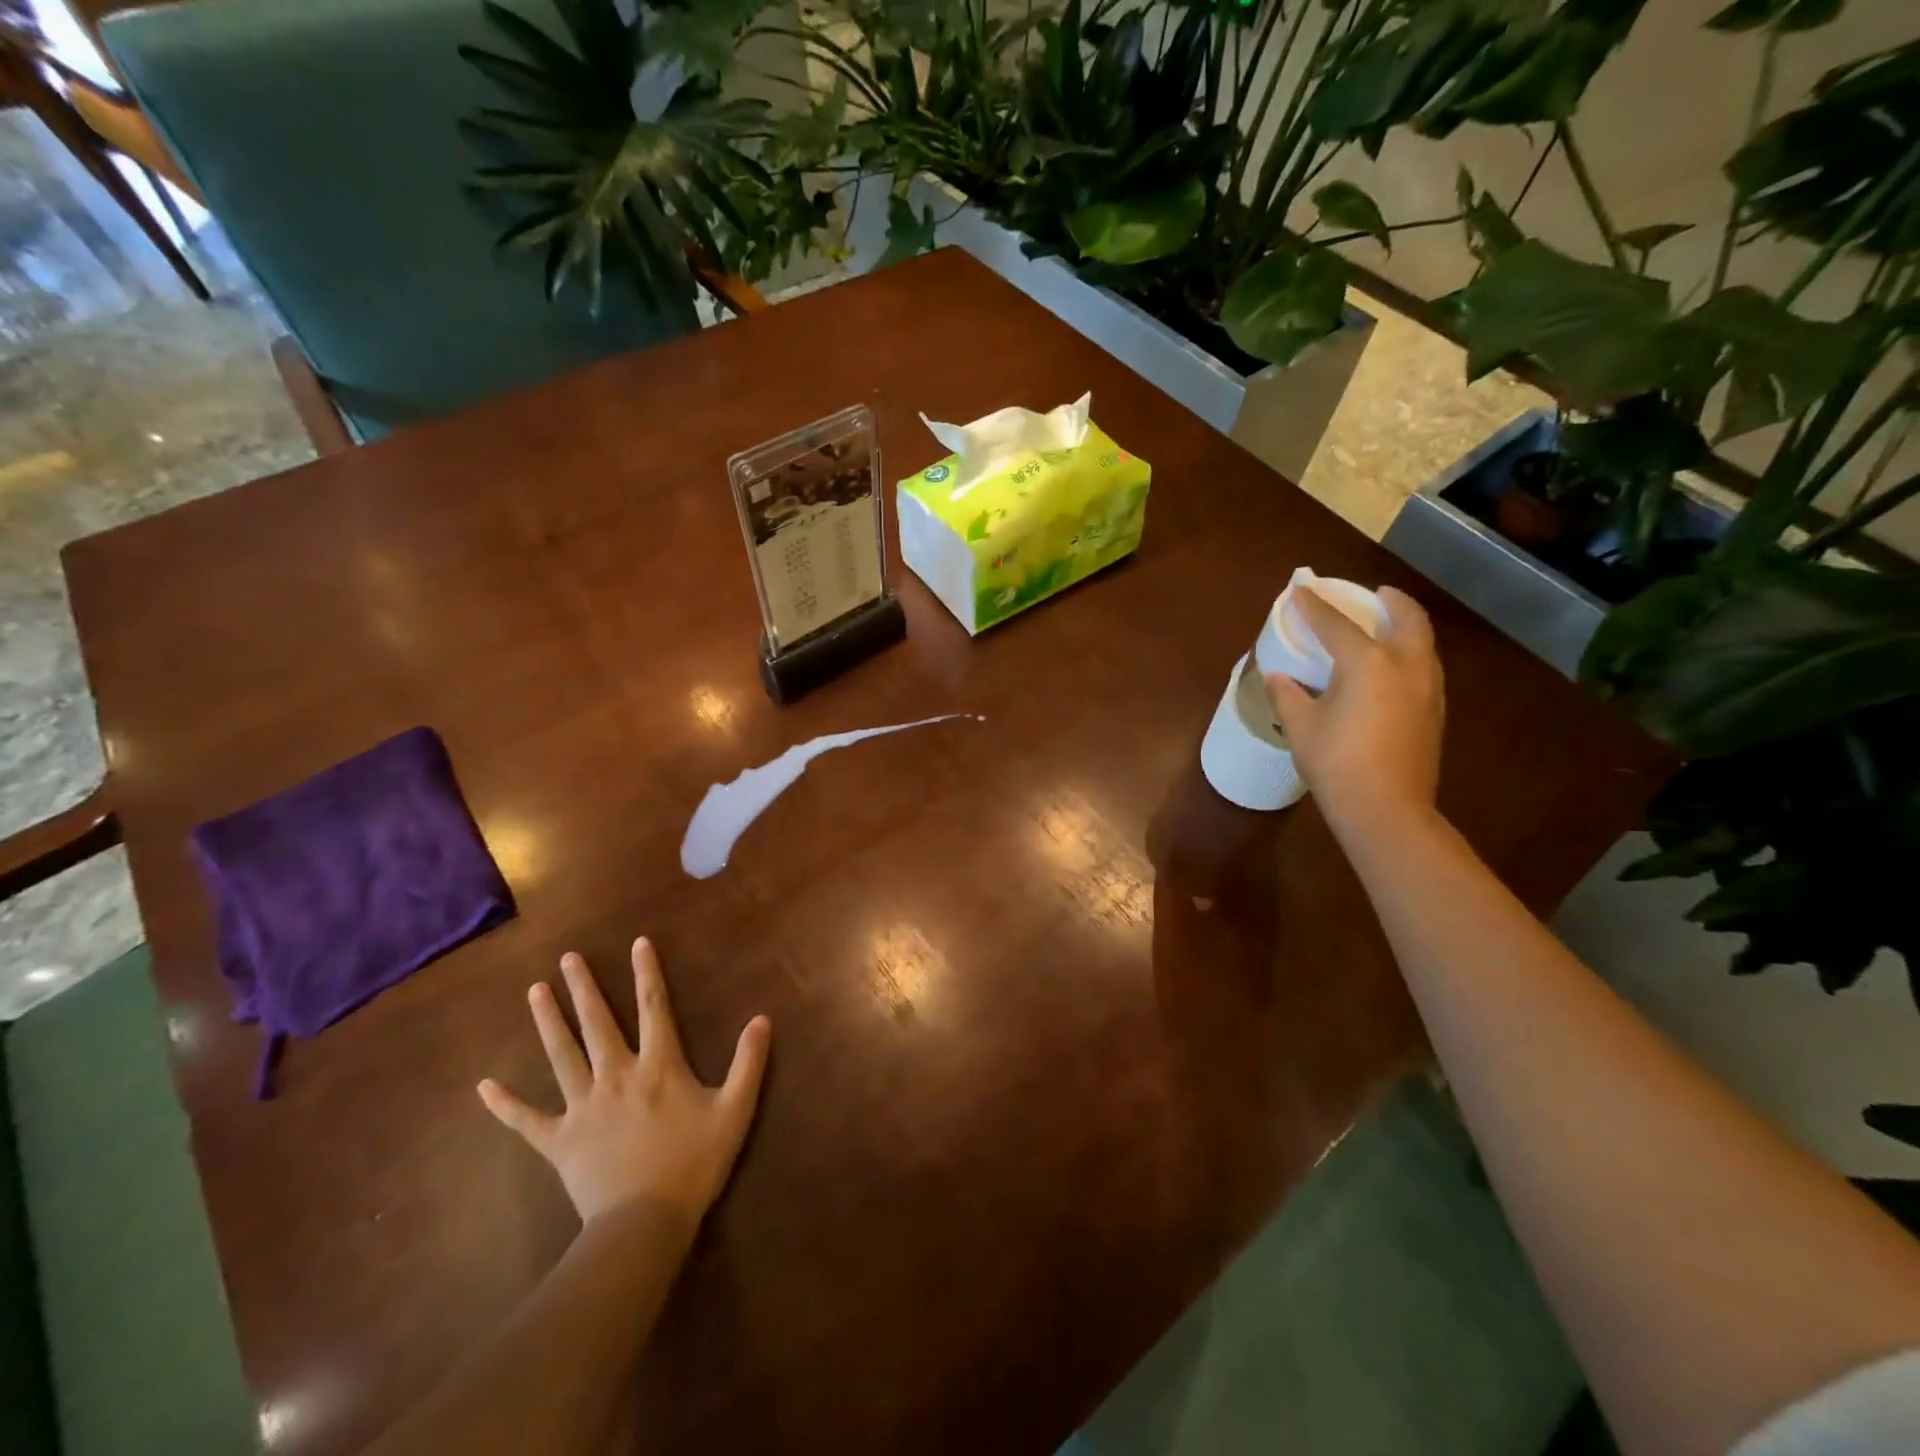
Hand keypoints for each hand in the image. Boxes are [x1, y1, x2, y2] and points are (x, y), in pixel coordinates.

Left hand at [478, 938, 771, 1229]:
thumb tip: (762, 1018)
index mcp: (658, 1065)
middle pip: (597, 1023)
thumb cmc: (694, 1163)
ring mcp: (582, 1106)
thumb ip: (749, 1062)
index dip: (646, 972)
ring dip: (548, 1021)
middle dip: (583, 988)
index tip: (637, 943)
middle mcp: (616, 1075)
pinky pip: (526, 1119)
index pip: (653, 1006)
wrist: (644, 1223)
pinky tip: (483, 1086)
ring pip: (561, 1055)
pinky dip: (504, 1103)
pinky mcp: (558, 1140)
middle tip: (567, 958)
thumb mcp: (735, 1110)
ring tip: (535, 991)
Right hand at [1264, 584, 1445, 836]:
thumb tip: (1277, 676)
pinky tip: (1394, 667)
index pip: (1337, 625)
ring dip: (1406, 625)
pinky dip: (1411, 651)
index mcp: (1368, 663)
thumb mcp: (1300, 727)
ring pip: (1424, 642)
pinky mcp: (1435, 711)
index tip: (1300, 590)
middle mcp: (1406, 666)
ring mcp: (1427, 688)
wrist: (1386, 809)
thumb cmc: (1337, 763)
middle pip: (1406, 618)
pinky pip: (1426, 665)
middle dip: (1390, 600)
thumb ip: (1287, 695)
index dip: (1315, 607)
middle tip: (1375, 593)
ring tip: (1388, 624)